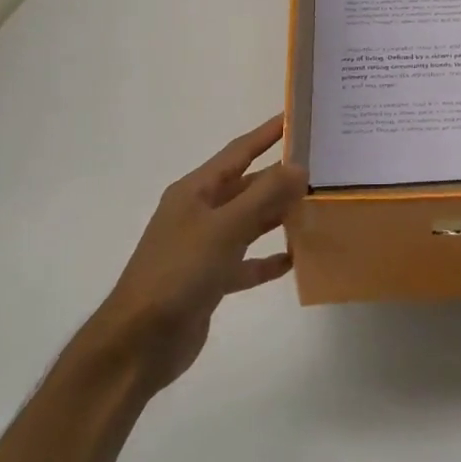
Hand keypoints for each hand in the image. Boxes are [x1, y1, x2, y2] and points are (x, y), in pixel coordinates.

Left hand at [91, 115, 306, 392]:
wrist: (139, 343)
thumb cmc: (179, 273)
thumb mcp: (224, 229)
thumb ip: (264, 196)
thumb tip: (299, 166)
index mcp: (195, 192)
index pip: (238, 152)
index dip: (267, 134)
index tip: (296, 118)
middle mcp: (199, 213)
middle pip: (246, 187)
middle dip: (280, 178)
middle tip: (321, 167)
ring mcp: (203, 248)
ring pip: (249, 223)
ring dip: (278, 216)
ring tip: (316, 207)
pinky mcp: (210, 280)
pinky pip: (246, 261)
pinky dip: (267, 259)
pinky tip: (294, 258)